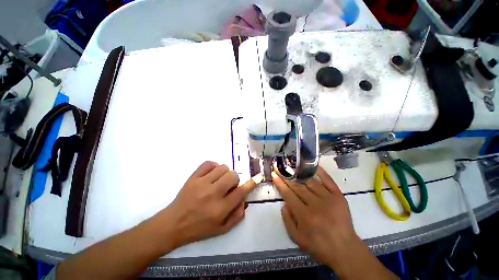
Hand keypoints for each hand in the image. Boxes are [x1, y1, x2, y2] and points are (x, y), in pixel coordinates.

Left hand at [154, 161, 257, 248]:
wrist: (174, 224)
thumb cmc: (199, 229)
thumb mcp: (221, 229)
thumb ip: (237, 216)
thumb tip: (245, 200)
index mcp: (220, 209)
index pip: (241, 192)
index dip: (251, 184)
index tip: (257, 178)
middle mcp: (212, 194)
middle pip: (232, 175)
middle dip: (234, 180)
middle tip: (228, 186)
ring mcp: (201, 183)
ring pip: (222, 167)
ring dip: (224, 173)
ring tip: (219, 180)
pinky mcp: (193, 177)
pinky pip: (208, 163)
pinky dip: (213, 166)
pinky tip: (211, 174)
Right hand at [272, 167, 396, 278]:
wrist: (345, 249)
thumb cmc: (319, 246)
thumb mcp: (297, 238)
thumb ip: (287, 220)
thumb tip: (284, 204)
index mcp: (305, 216)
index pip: (288, 195)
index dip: (280, 183)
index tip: (274, 174)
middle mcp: (316, 205)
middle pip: (298, 187)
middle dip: (286, 177)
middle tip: (280, 169)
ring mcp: (329, 199)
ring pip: (310, 182)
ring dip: (299, 174)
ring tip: (291, 168)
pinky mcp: (339, 196)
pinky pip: (328, 180)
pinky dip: (319, 172)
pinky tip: (311, 166)